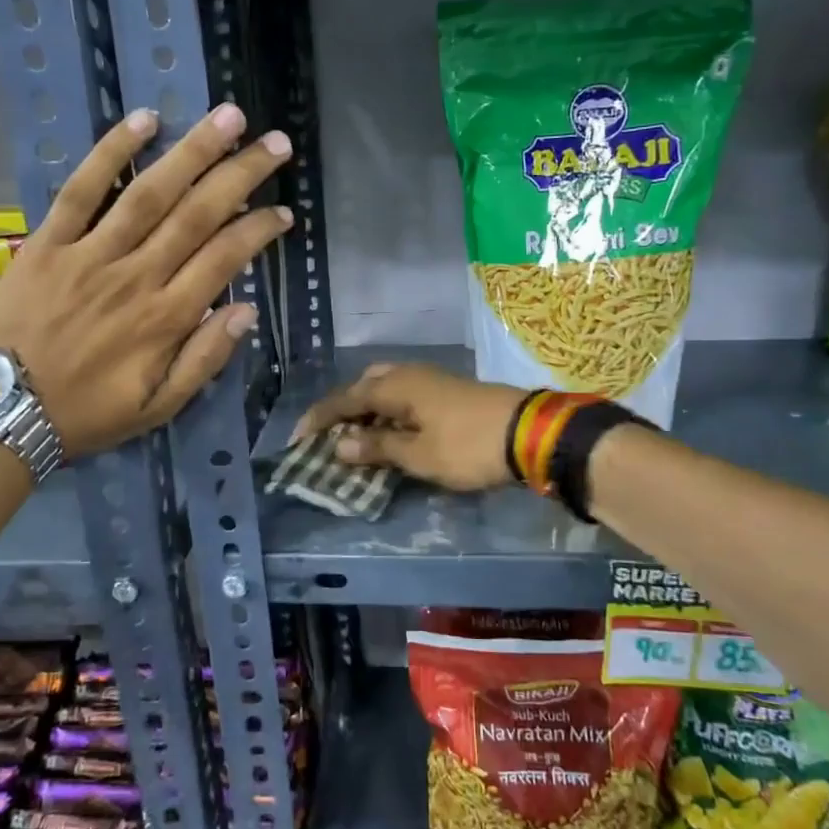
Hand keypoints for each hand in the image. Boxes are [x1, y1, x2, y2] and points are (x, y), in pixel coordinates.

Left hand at [0, 103, 291, 457]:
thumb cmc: (86, 414)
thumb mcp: (158, 408)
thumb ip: (205, 360)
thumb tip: (246, 312)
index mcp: (166, 318)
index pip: (225, 258)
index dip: (259, 230)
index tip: (284, 212)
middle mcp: (136, 276)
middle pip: (197, 214)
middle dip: (241, 175)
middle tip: (276, 144)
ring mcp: (90, 253)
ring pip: (150, 192)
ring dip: (193, 151)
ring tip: (228, 118)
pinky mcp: (48, 242)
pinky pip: (82, 189)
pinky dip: (111, 151)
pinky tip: (143, 120)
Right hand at [291, 362, 526, 491]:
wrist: (530, 433)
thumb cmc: (466, 446)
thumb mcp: (418, 454)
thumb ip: (377, 448)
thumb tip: (339, 445)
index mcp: (395, 385)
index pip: (344, 399)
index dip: (319, 419)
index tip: (298, 438)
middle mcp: (409, 374)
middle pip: (365, 385)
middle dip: (345, 407)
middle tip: (332, 434)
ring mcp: (432, 379)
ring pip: (387, 388)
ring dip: (369, 409)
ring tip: (360, 436)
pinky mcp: (449, 390)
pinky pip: (406, 395)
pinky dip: (390, 411)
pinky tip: (394, 431)